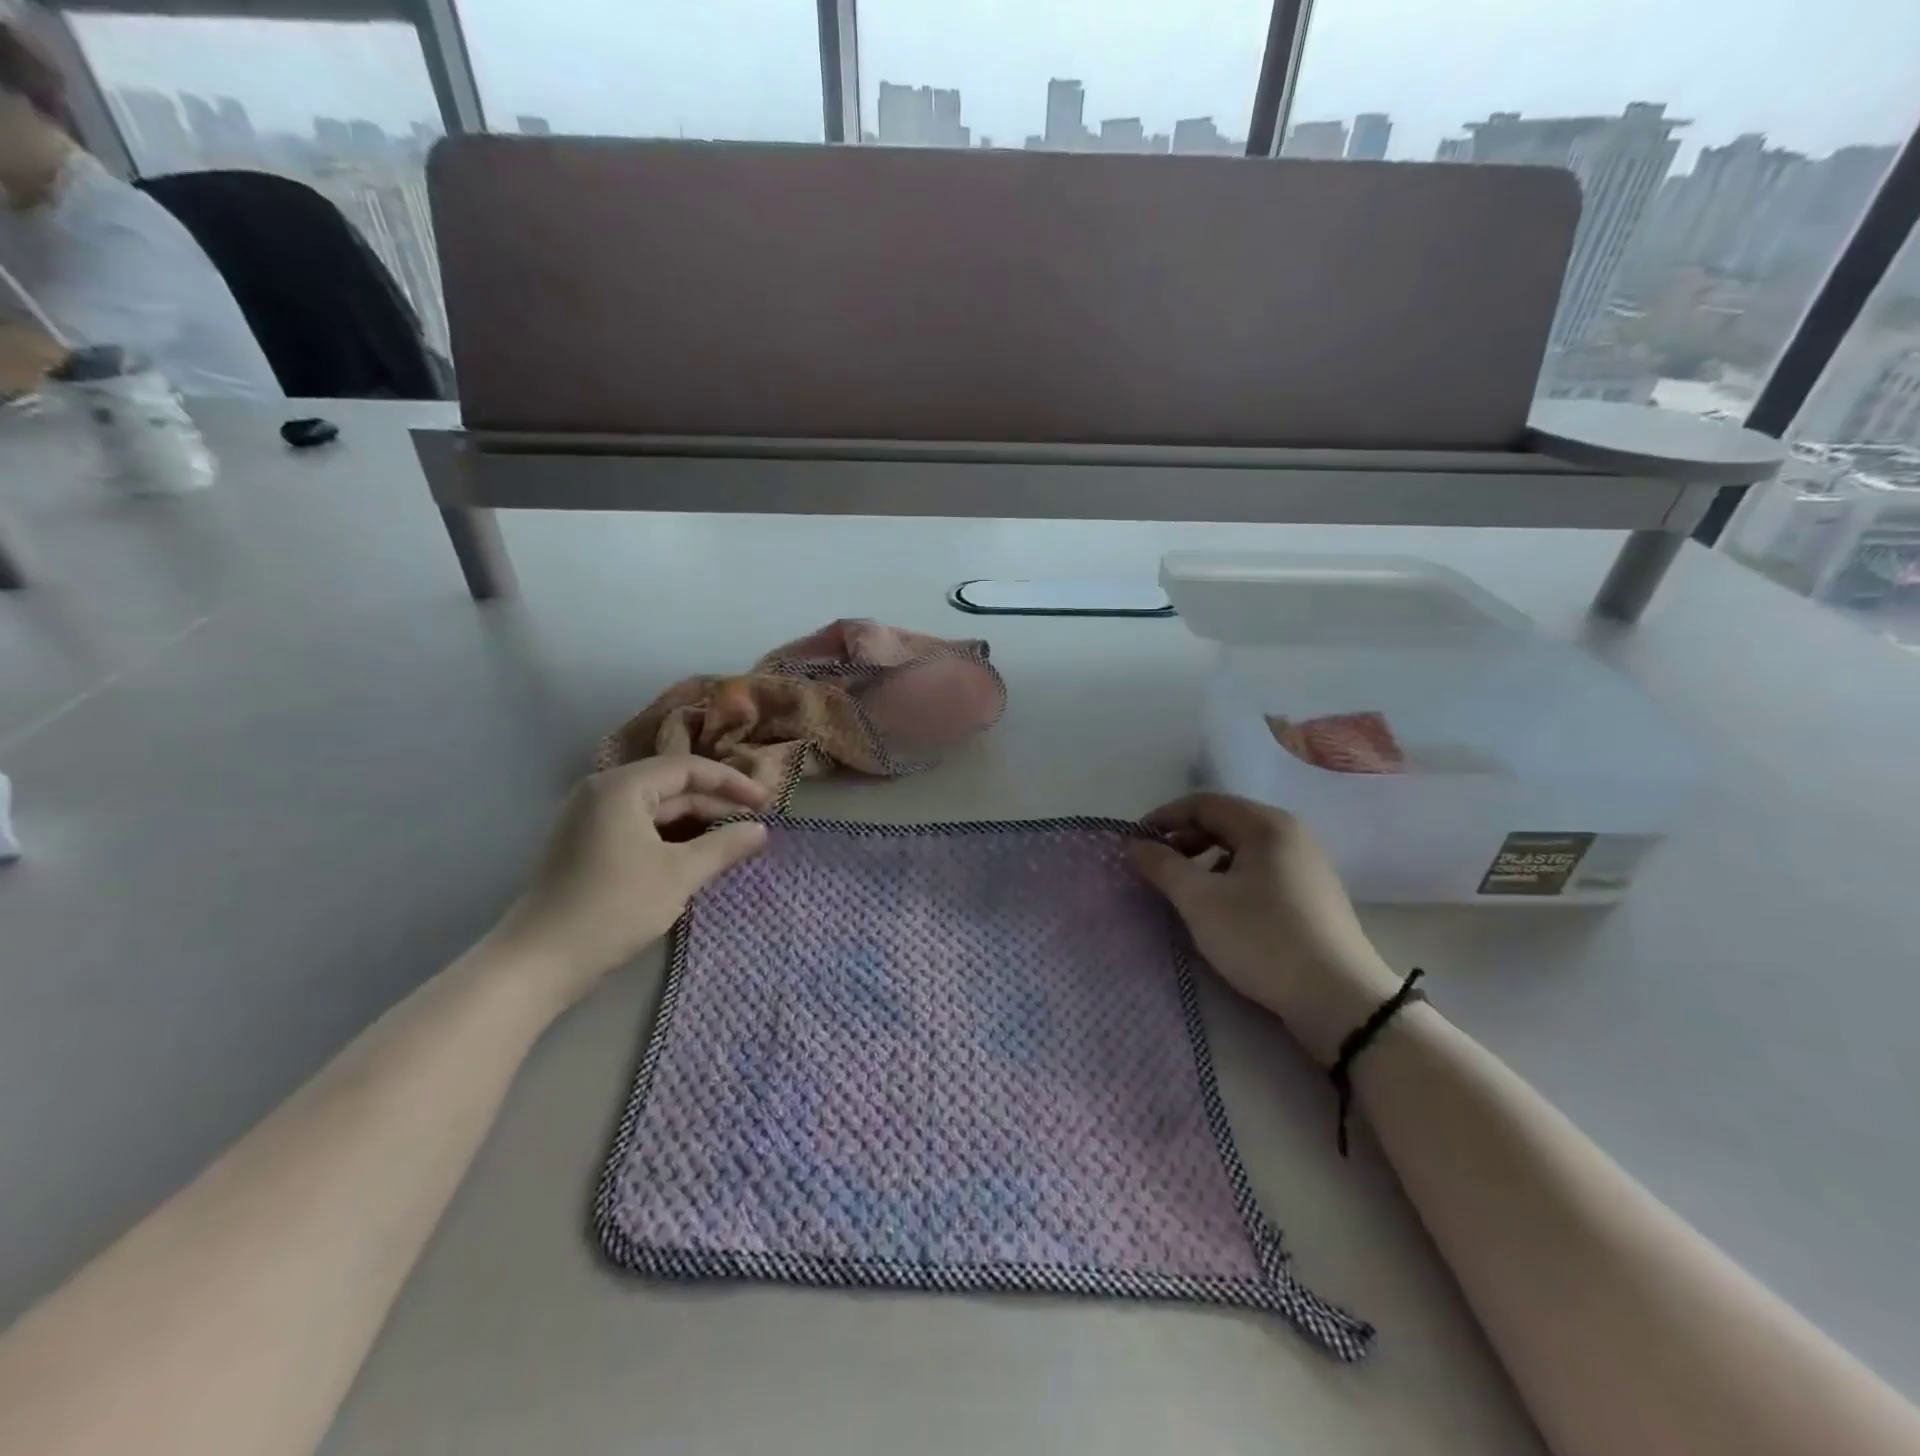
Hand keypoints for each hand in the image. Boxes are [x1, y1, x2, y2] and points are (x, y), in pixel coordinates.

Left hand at [492, 756, 769, 1008]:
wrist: (538, 962)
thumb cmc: (613, 907)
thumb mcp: (679, 875)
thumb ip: (724, 846)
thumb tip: (761, 829)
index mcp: (621, 786)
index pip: (688, 768)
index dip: (732, 783)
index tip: (766, 803)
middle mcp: (602, 792)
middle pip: (672, 787)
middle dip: (715, 805)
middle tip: (754, 826)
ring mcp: (590, 819)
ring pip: (657, 810)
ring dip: (696, 823)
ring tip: (732, 842)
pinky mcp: (586, 845)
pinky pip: (640, 828)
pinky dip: (672, 838)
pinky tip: (696, 856)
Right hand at [1128, 793, 1401, 1066]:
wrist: (1341, 1001)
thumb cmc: (1263, 940)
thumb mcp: (1201, 902)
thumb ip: (1163, 866)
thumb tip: (1134, 844)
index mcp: (1266, 825)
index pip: (1203, 803)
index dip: (1164, 818)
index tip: (1135, 844)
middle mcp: (1290, 835)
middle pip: (1223, 822)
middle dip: (1183, 841)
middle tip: (1155, 869)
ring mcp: (1306, 865)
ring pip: (1241, 849)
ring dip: (1204, 862)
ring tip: (1183, 891)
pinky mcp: (1312, 895)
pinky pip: (1259, 871)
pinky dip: (1229, 879)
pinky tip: (1218, 909)